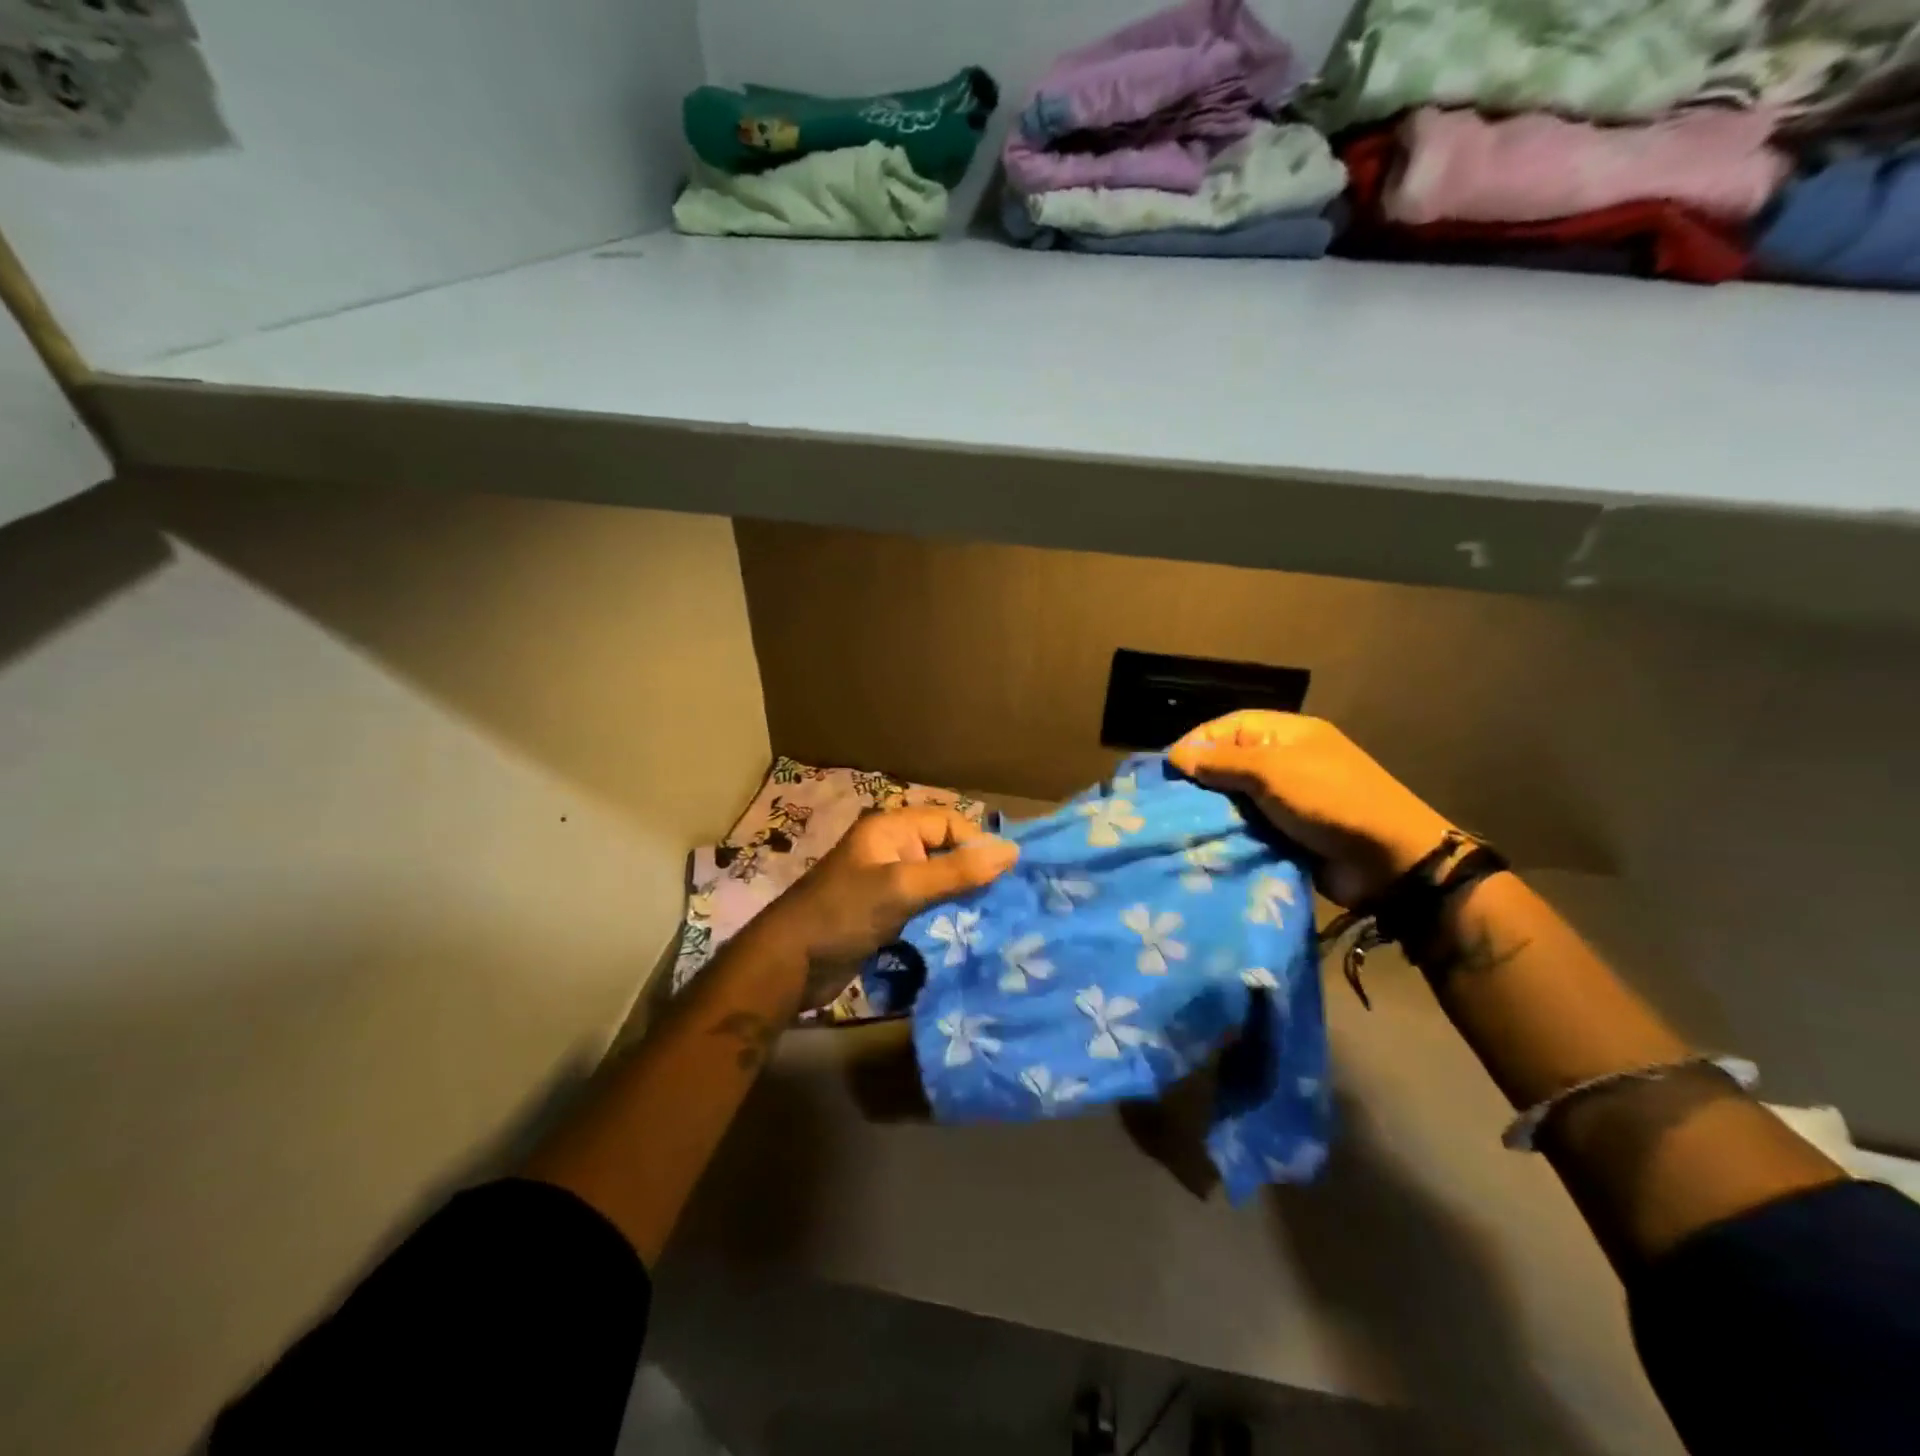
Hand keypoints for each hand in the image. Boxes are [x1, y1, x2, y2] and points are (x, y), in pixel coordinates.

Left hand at [752, 806, 1018, 993]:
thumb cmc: (844, 914)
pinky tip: (964, 933)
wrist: (789, 964)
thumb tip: (1012, 851)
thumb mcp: (903, 888)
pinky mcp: (884, 914)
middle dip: (973, 873)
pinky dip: (943, 916)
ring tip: (992, 919)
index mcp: (891, 829)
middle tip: (1006, 901)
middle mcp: (890, 849)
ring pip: (937, 881)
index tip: (1005, 877)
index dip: (977, 845)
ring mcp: (886, 883)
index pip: (949, 823)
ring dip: (960, 897)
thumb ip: (957, 872)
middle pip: (945, 851)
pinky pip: (924, 906)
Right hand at [1169, 711, 1453, 907]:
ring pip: (1235, 799)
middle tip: (1168, 801)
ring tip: (1179, 825)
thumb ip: (1222, 762)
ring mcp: (1287, 800)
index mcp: (1287, 735)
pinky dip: (1229, 834)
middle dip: (1200, 780)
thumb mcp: (1273, 771)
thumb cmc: (1330, 801)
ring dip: (1213, 812)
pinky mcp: (1287, 833)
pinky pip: (1248, 828)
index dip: (1197, 743)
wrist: (1389, 862)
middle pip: (1228, 762)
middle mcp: (1284, 762)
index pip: (1228, 727)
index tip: (1168, 769)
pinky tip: (1204, 844)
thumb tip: (1176, 756)